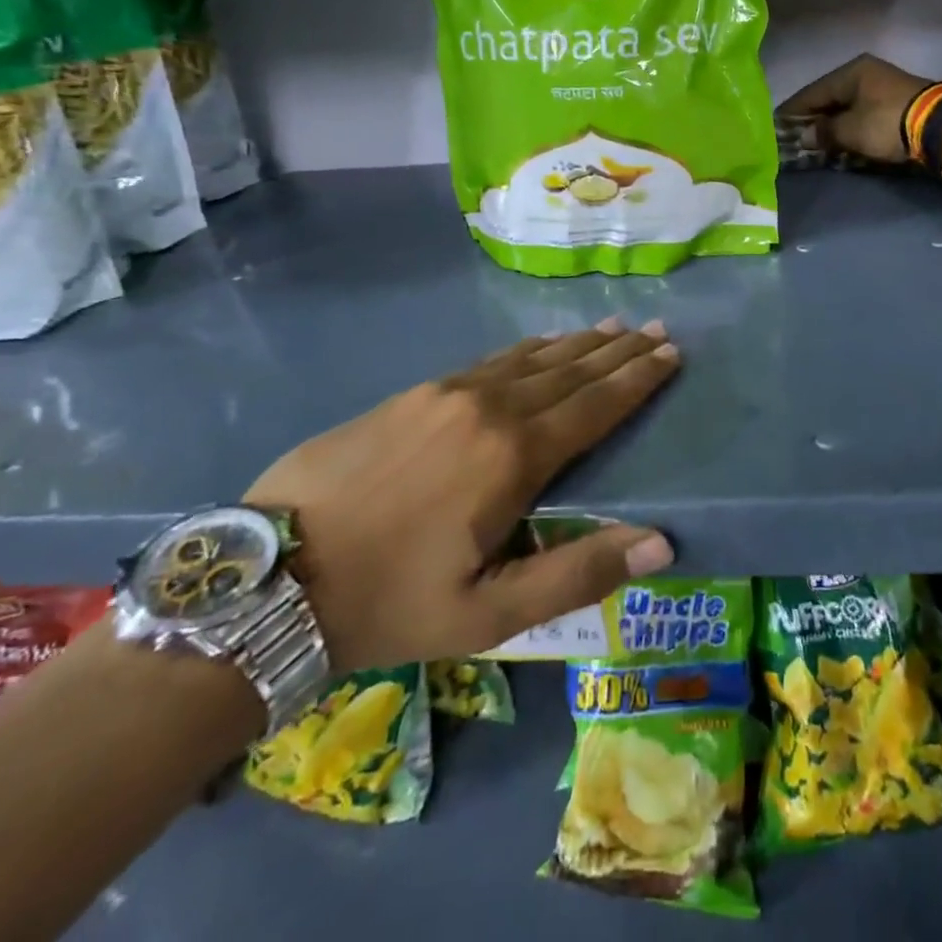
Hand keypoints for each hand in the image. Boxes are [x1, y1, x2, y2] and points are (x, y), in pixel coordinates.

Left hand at [244, 320, 679, 672]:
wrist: (270, 575)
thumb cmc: (388, 602)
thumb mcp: (488, 613)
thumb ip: (578, 574)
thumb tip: (660, 542)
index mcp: (514, 456)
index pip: (595, 406)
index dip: (637, 380)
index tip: (671, 355)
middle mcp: (489, 407)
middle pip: (570, 372)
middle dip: (618, 352)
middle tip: (656, 329)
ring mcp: (447, 392)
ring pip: (531, 358)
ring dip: (577, 344)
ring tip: (613, 327)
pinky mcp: (414, 393)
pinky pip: (492, 360)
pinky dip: (530, 350)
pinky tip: (541, 346)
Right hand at [778, 54, 932, 163]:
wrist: (940, 126)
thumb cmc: (887, 122)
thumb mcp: (850, 130)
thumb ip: (824, 132)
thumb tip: (804, 137)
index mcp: (851, 72)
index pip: (811, 92)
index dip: (792, 112)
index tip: (775, 127)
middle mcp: (865, 73)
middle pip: (829, 98)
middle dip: (812, 119)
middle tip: (793, 138)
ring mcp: (882, 86)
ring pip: (846, 107)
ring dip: (831, 125)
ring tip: (814, 142)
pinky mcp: (896, 103)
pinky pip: (861, 114)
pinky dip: (848, 126)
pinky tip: (839, 139)